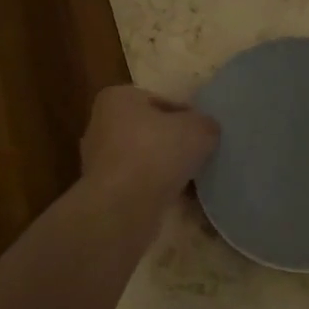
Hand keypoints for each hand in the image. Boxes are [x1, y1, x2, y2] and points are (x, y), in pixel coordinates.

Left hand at [80, 85, 219, 204]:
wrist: (121, 209)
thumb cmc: (155, 154)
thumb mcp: (198, 129)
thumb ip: (206, 124)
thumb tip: (207, 130)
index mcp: (118, 99)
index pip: (162, 101)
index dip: (187, 116)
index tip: (205, 134)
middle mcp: (103, 125)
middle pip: (152, 131)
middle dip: (175, 144)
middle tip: (201, 156)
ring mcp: (101, 161)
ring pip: (146, 159)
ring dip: (167, 169)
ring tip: (193, 180)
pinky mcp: (105, 191)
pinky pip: (140, 184)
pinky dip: (157, 190)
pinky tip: (178, 198)